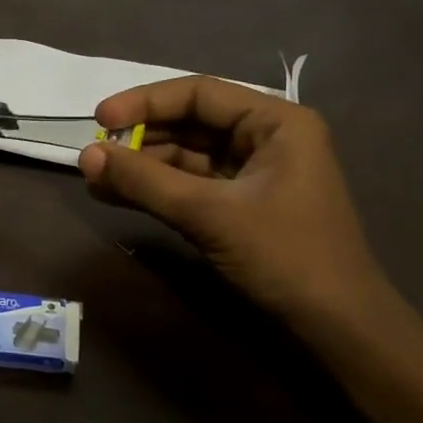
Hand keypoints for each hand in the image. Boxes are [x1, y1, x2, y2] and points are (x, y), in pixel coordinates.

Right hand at [77, 77, 388, 323]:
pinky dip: (156, 189)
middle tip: (94, 152)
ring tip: (95, 178)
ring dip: (142, 166)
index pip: (198, 94)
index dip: (144, 102)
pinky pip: (190, 185)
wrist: (337, 328)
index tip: (100, 118)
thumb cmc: (284, 256)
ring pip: (186, 156)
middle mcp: (266, 138)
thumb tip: (84, 155)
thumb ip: (145, 181)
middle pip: (190, 122)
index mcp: (276, 122)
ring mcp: (254, 173)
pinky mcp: (241, 204)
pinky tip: (116, 195)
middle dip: (140, 137)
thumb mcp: (209, 214)